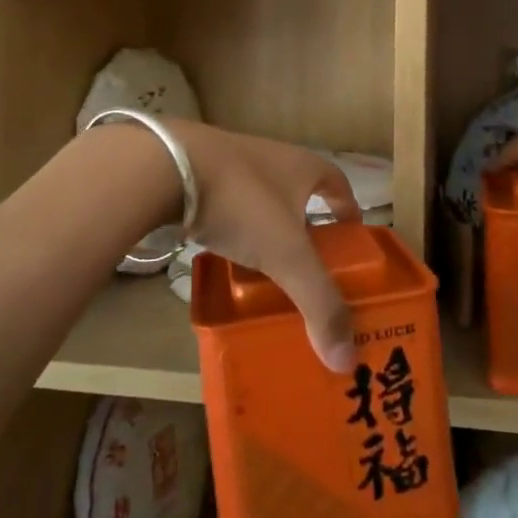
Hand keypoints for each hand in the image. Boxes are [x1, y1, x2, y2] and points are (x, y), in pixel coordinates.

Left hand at [168, 121, 361, 371]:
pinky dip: (235, 229)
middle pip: (301, 194)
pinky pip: (230, 206)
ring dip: (269, 230)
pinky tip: (227, 255)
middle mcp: (273, 158)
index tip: (351, 240)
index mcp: (304, 167)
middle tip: (310, 267)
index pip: (339, 184)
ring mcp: (234, 162)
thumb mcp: (286, 256)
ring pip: (264, 201)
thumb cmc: (243, 202)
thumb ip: (318, 303)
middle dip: (307, 228)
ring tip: (269, 269)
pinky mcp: (200, 174)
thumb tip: (346, 360)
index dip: (348, 211)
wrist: (167, 166)